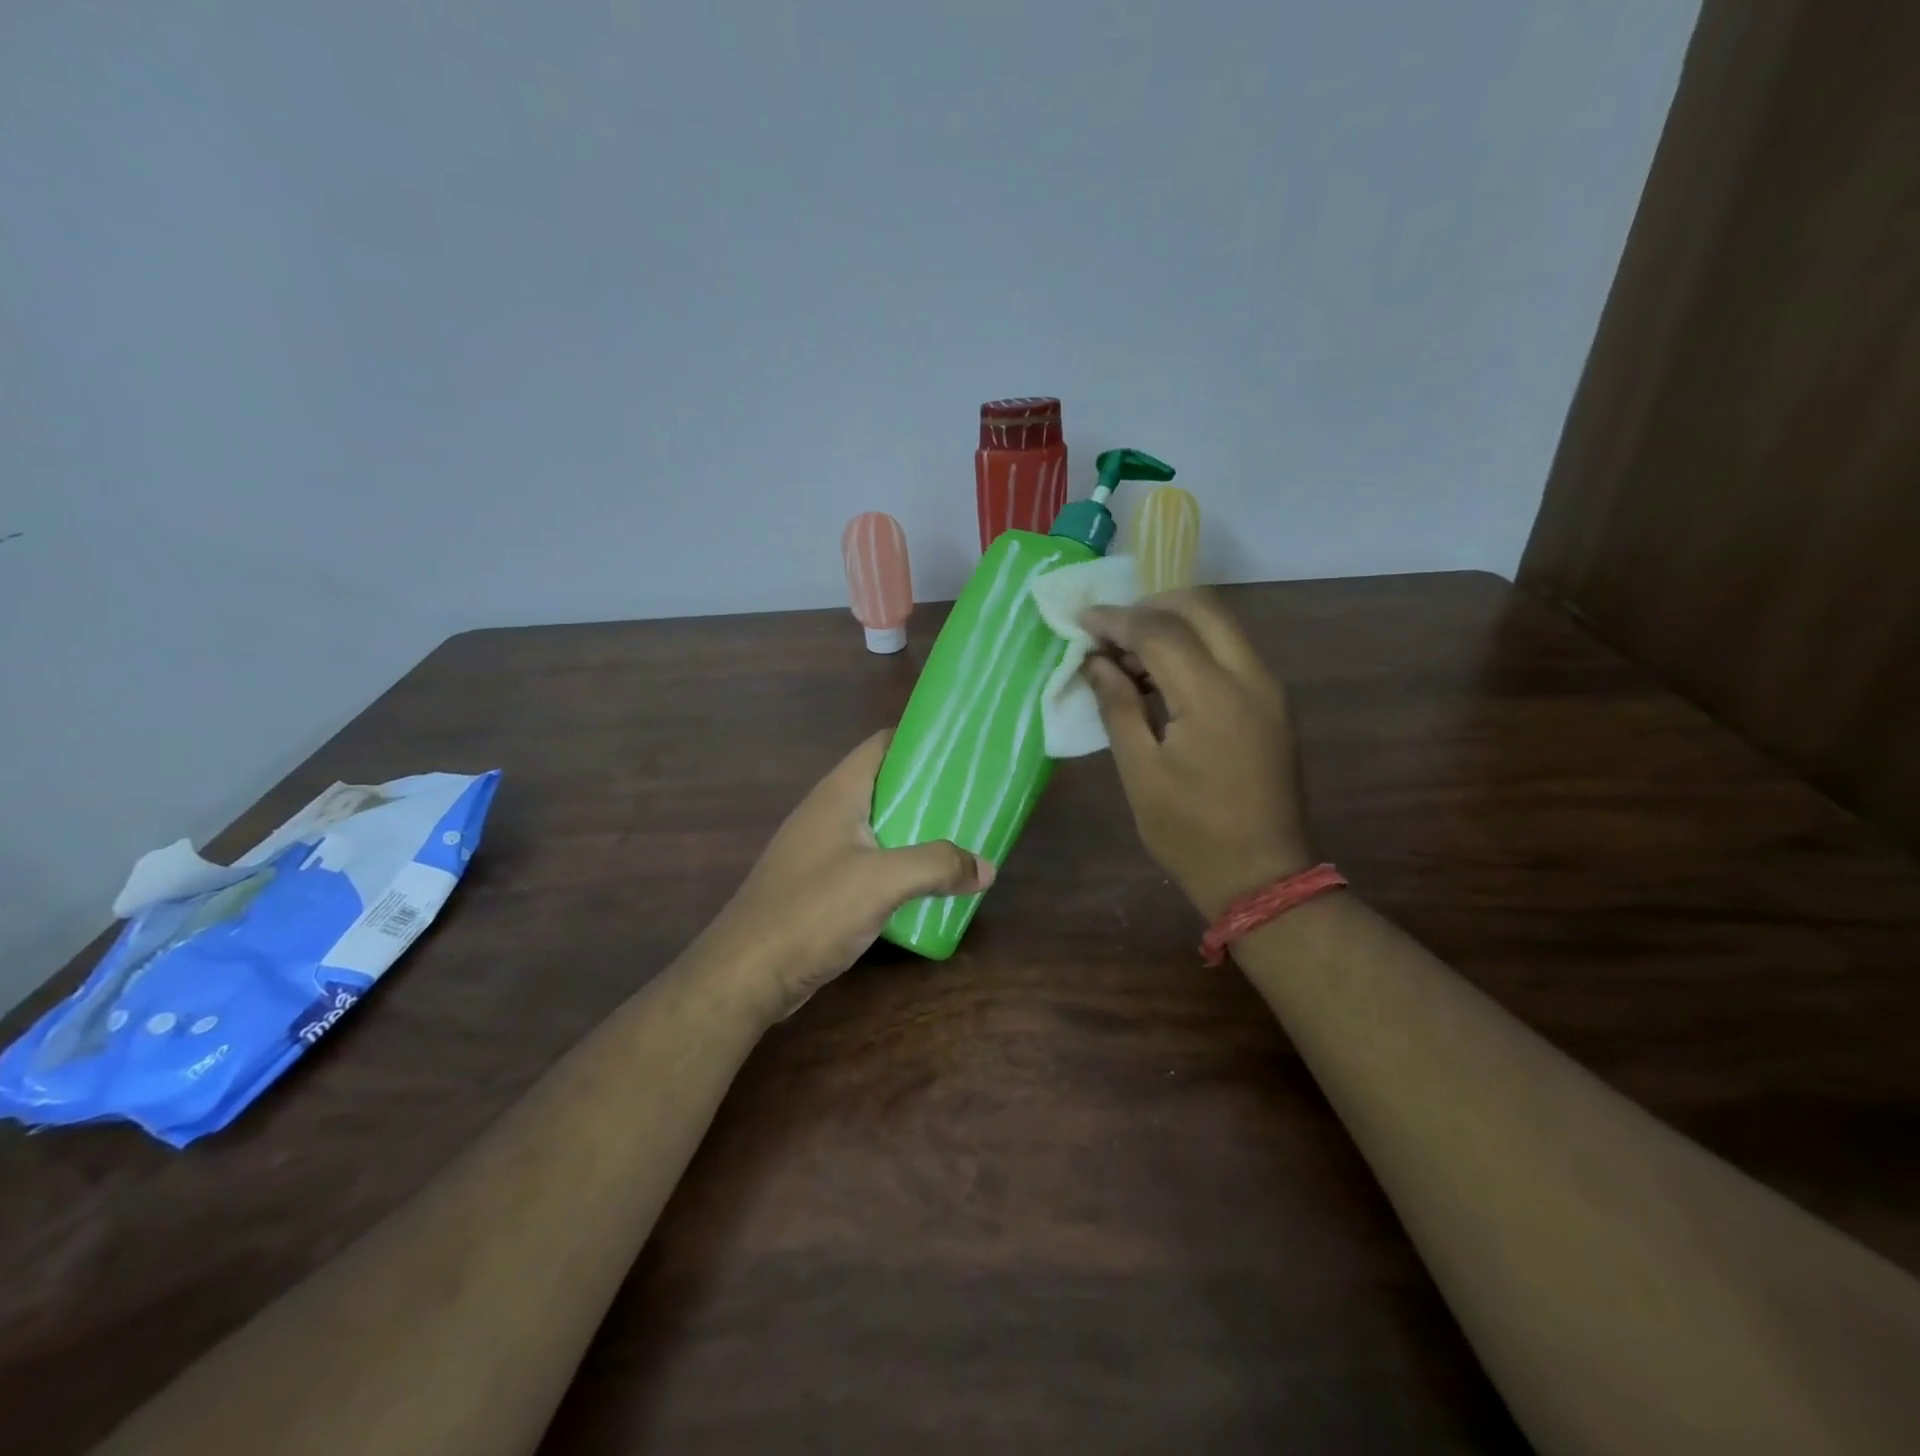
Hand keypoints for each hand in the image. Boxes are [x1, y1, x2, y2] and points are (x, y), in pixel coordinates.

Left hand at [705, 730, 993, 1019]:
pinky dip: (898, 866)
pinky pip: (869, 862)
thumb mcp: (882, 881)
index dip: (920, 740)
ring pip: (879, 827)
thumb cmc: (811, 911)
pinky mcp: (820, 886)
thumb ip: (937, 866)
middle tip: (972, 800)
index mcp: (839, 794)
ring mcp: (821, 851)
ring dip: (916, 832)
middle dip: (928, 791)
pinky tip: (925, 885)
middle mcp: (828, 814)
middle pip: (885, 786)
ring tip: (960, 840)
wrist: (746, 974)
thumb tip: (986, 868)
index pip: (882, 745)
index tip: (962, 749)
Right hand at [1082, 591, 1313, 918]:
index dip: (1115, 620)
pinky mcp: (1272, 703)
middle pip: (1201, 607)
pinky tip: (1160, 675)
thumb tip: (1096, 661)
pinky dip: (1193, 646)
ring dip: (1172, 624)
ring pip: (1220, 624)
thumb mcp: (1140, 771)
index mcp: (1213, 696)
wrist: (1262, 875)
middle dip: (1149, 607)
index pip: (1159, 630)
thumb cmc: (1190, 832)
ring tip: (1127, 654)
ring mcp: (1268, 688)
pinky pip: (1230, 651)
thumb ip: (1117, 706)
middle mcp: (1250, 677)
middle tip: (1109, 632)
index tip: (1080, 620)